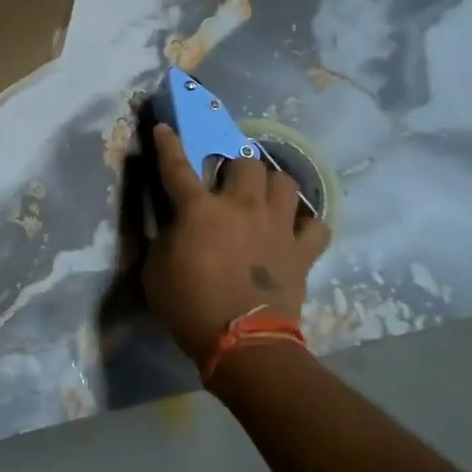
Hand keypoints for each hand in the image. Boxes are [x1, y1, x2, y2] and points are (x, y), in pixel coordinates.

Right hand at [142, 124, 329, 362]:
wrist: (242, 343)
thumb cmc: (189, 306)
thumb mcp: (156, 270)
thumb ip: (164, 238)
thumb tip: (175, 226)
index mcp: (199, 209)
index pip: (177, 165)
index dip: (168, 144)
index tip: (165, 128)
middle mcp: (241, 206)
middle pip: (246, 162)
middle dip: (236, 163)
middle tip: (230, 177)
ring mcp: (276, 226)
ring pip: (285, 182)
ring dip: (272, 184)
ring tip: (265, 196)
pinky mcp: (302, 251)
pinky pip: (316, 225)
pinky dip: (307, 224)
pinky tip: (296, 229)